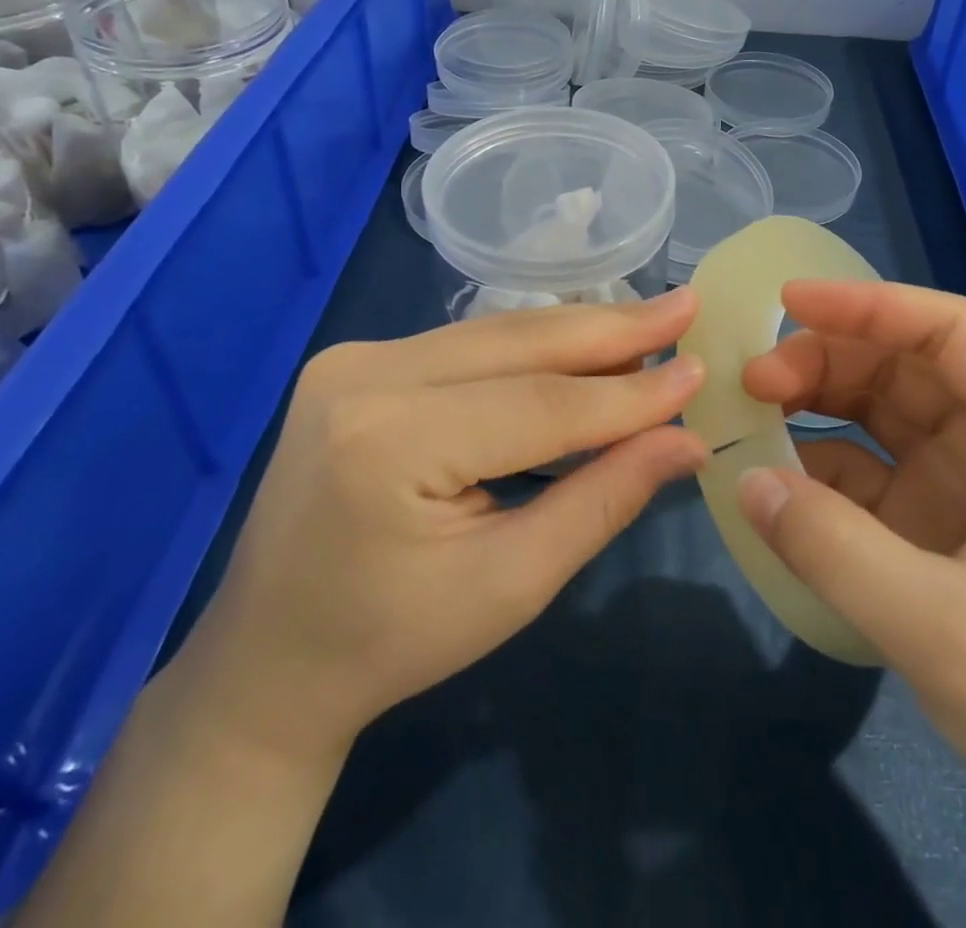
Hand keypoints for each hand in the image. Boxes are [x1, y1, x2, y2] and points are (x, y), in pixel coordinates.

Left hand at [201, 288, 708, 756]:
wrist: (268, 659)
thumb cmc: (392, 642)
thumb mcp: (511, 584)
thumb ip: (602, 500)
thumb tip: (686, 441)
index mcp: (391, 443)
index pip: (540, 404)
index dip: (628, 392)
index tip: (698, 369)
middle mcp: (366, 376)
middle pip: (516, 344)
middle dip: (610, 329)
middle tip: (684, 307)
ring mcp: (353, 359)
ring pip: (494, 334)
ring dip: (574, 334)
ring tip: (648, 325)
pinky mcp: (356, 361)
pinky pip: (466, 345)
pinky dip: (530, 349)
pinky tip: (580, 347)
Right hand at [735, 280, 965, 926]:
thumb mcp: (946, 632)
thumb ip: (835, 549)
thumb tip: (744, 478)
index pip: (955, 333)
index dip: (870, 306)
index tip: (787, 302)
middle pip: (909, 367)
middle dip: (829, 360)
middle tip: (753, 380)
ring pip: (884, 412)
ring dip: (818, 403)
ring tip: (753, 414)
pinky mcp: (941, 528)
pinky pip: (870, 473)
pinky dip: (820, 466)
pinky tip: (777, 478)